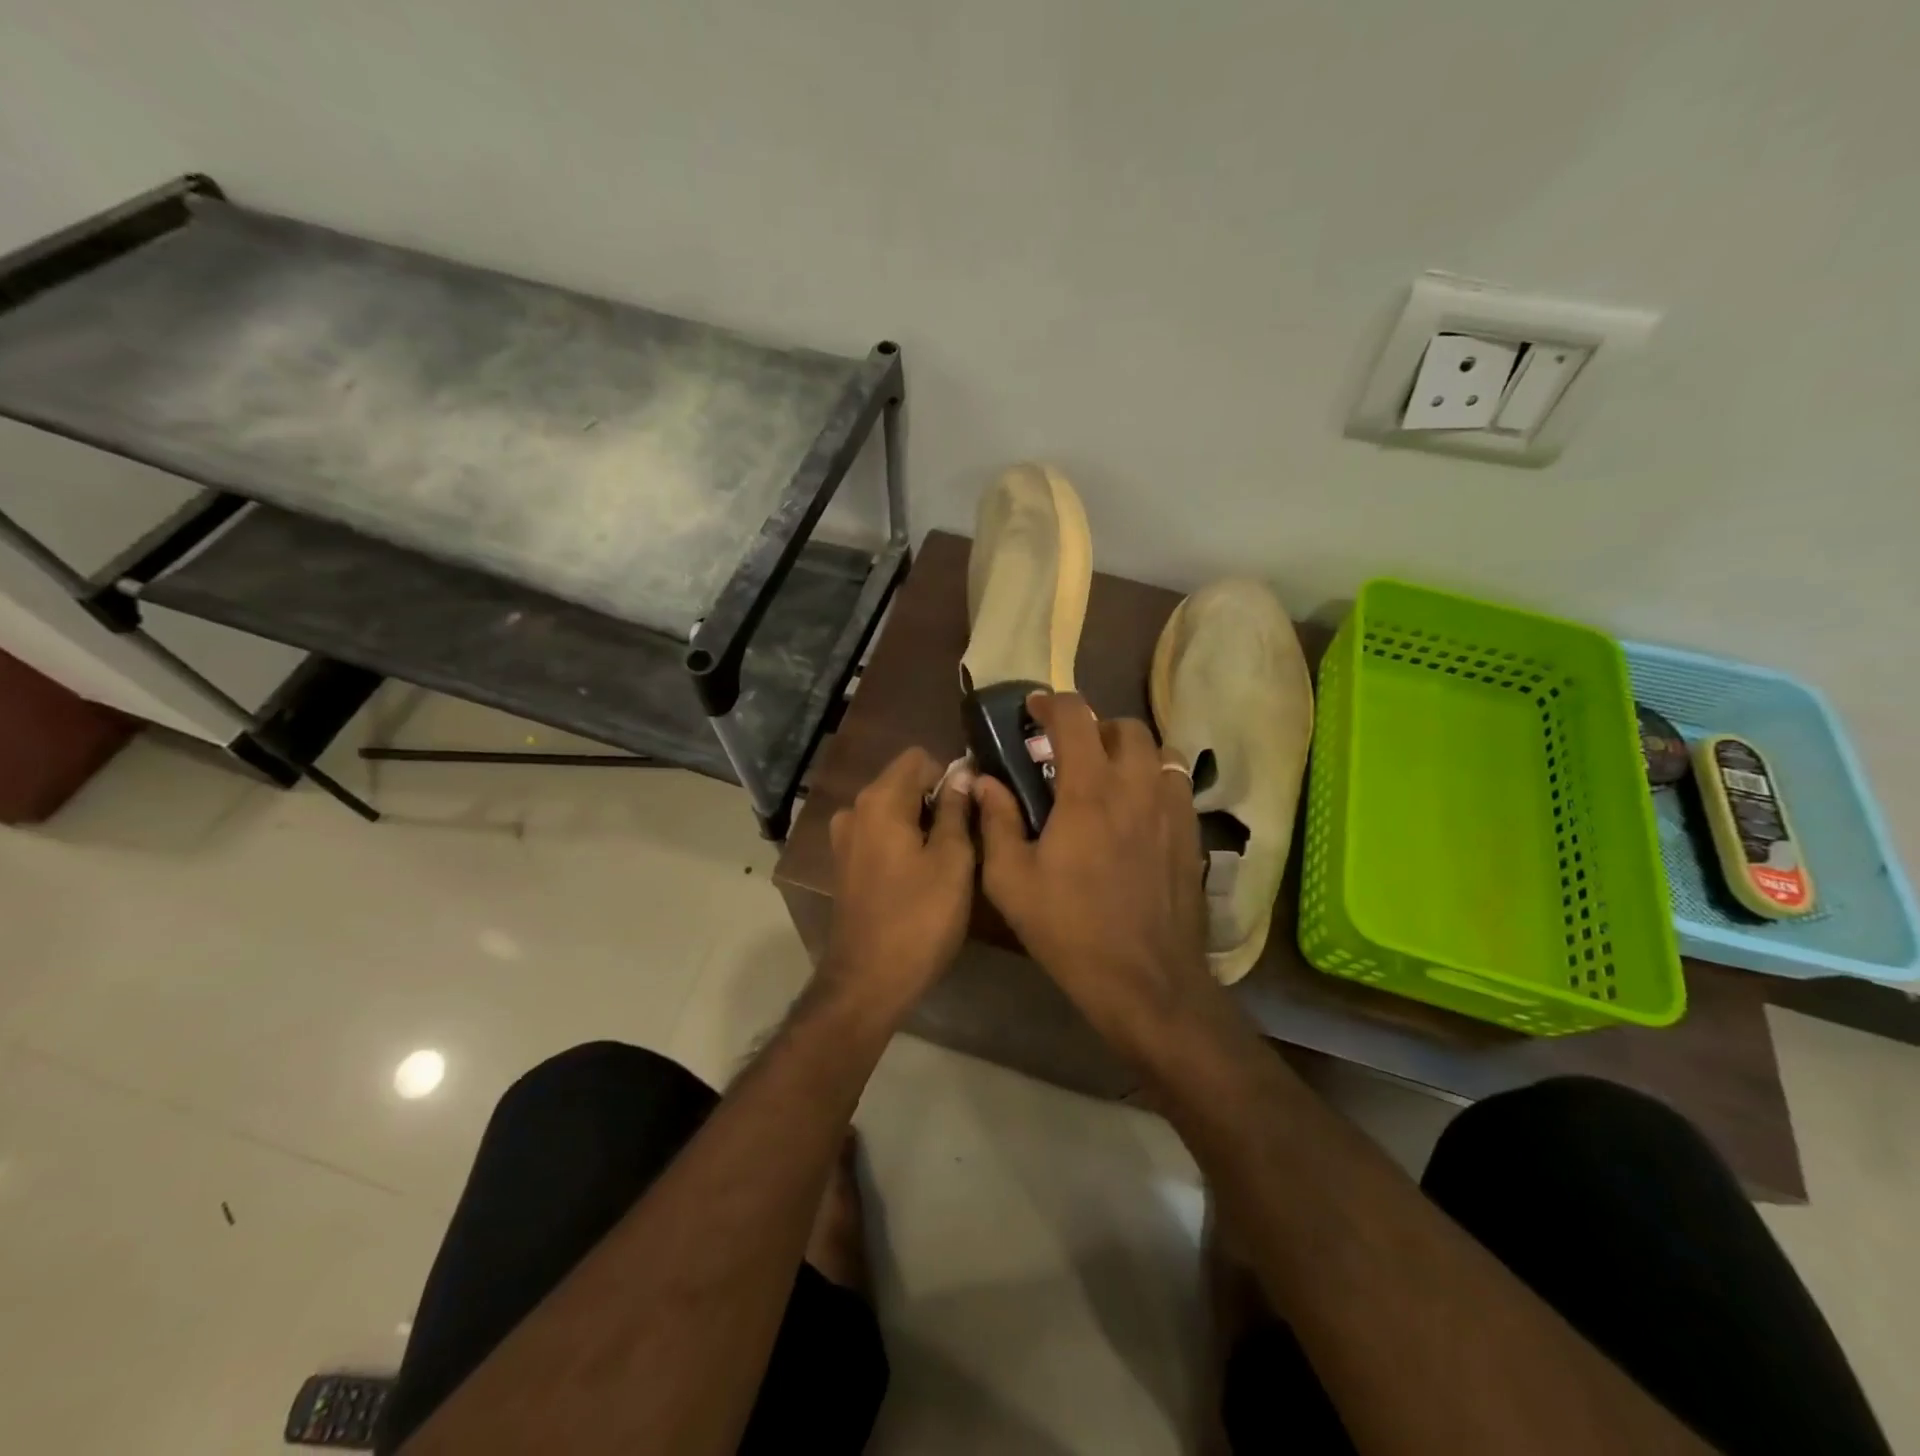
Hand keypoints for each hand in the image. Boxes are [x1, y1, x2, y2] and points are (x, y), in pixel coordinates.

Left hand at [821, 747, 975, 1022]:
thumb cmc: (919, 919)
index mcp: (880, 800)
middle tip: (968, 837)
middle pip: (904, 782)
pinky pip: (880, 835)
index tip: (972, 809)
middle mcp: (855, 810)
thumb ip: (956, 810)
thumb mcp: (952, 861)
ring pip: (893, 810)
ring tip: (949, 859)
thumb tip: (962, 773)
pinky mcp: (845, 864)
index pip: (919, 758)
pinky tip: (921, 875)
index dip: (950, 775)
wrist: (869, 980)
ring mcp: (845, 838)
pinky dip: (903, 842)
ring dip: (922, 824)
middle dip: (937, 800)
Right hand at [974, 693, 1221, 1058]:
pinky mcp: (1192, 834)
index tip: (1032, 711)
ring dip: (1128, 751)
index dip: (1050, 704)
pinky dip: (1152, 779)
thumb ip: (996, 822)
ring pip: (1157, 751)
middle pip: (1124, 726)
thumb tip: (985, 782)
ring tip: (1106, 776)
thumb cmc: (1070, 929)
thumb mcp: (1011, 881)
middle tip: (1068, 753)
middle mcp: (1137, 786)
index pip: (1075, 717)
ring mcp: (1171, 809)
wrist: (1146, 980)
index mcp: (1089, 790)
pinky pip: (1175, 784)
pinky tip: (1134, 811)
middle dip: (1093, 727)